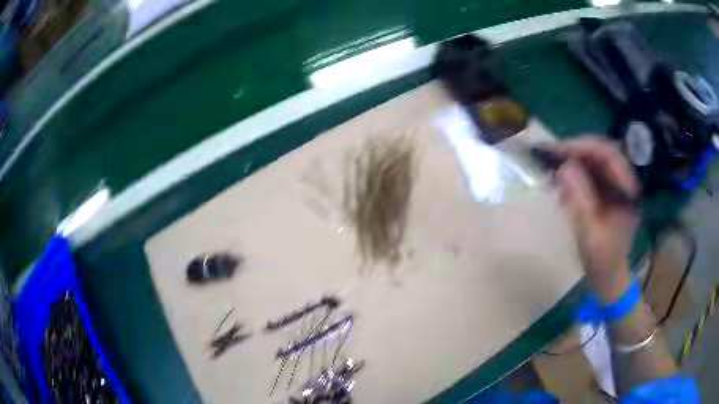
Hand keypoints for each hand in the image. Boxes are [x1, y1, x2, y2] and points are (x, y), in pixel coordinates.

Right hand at [552, 137, 639, 301]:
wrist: (609, 277)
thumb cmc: (602, 260)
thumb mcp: (590, 233)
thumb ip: (579, 199)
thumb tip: (563, 168)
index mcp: (628, 191)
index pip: (609, 154)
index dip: (584, 147)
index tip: (559, 150)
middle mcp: (626, 182)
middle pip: (602, 153)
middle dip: (576, 150)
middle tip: (551, 154)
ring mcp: (617, 186)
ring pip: (595, 161)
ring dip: (574, 160)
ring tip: (553, 165)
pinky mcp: (609, 192)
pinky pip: (592, 173)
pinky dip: (575, 173)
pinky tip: (561, 180)